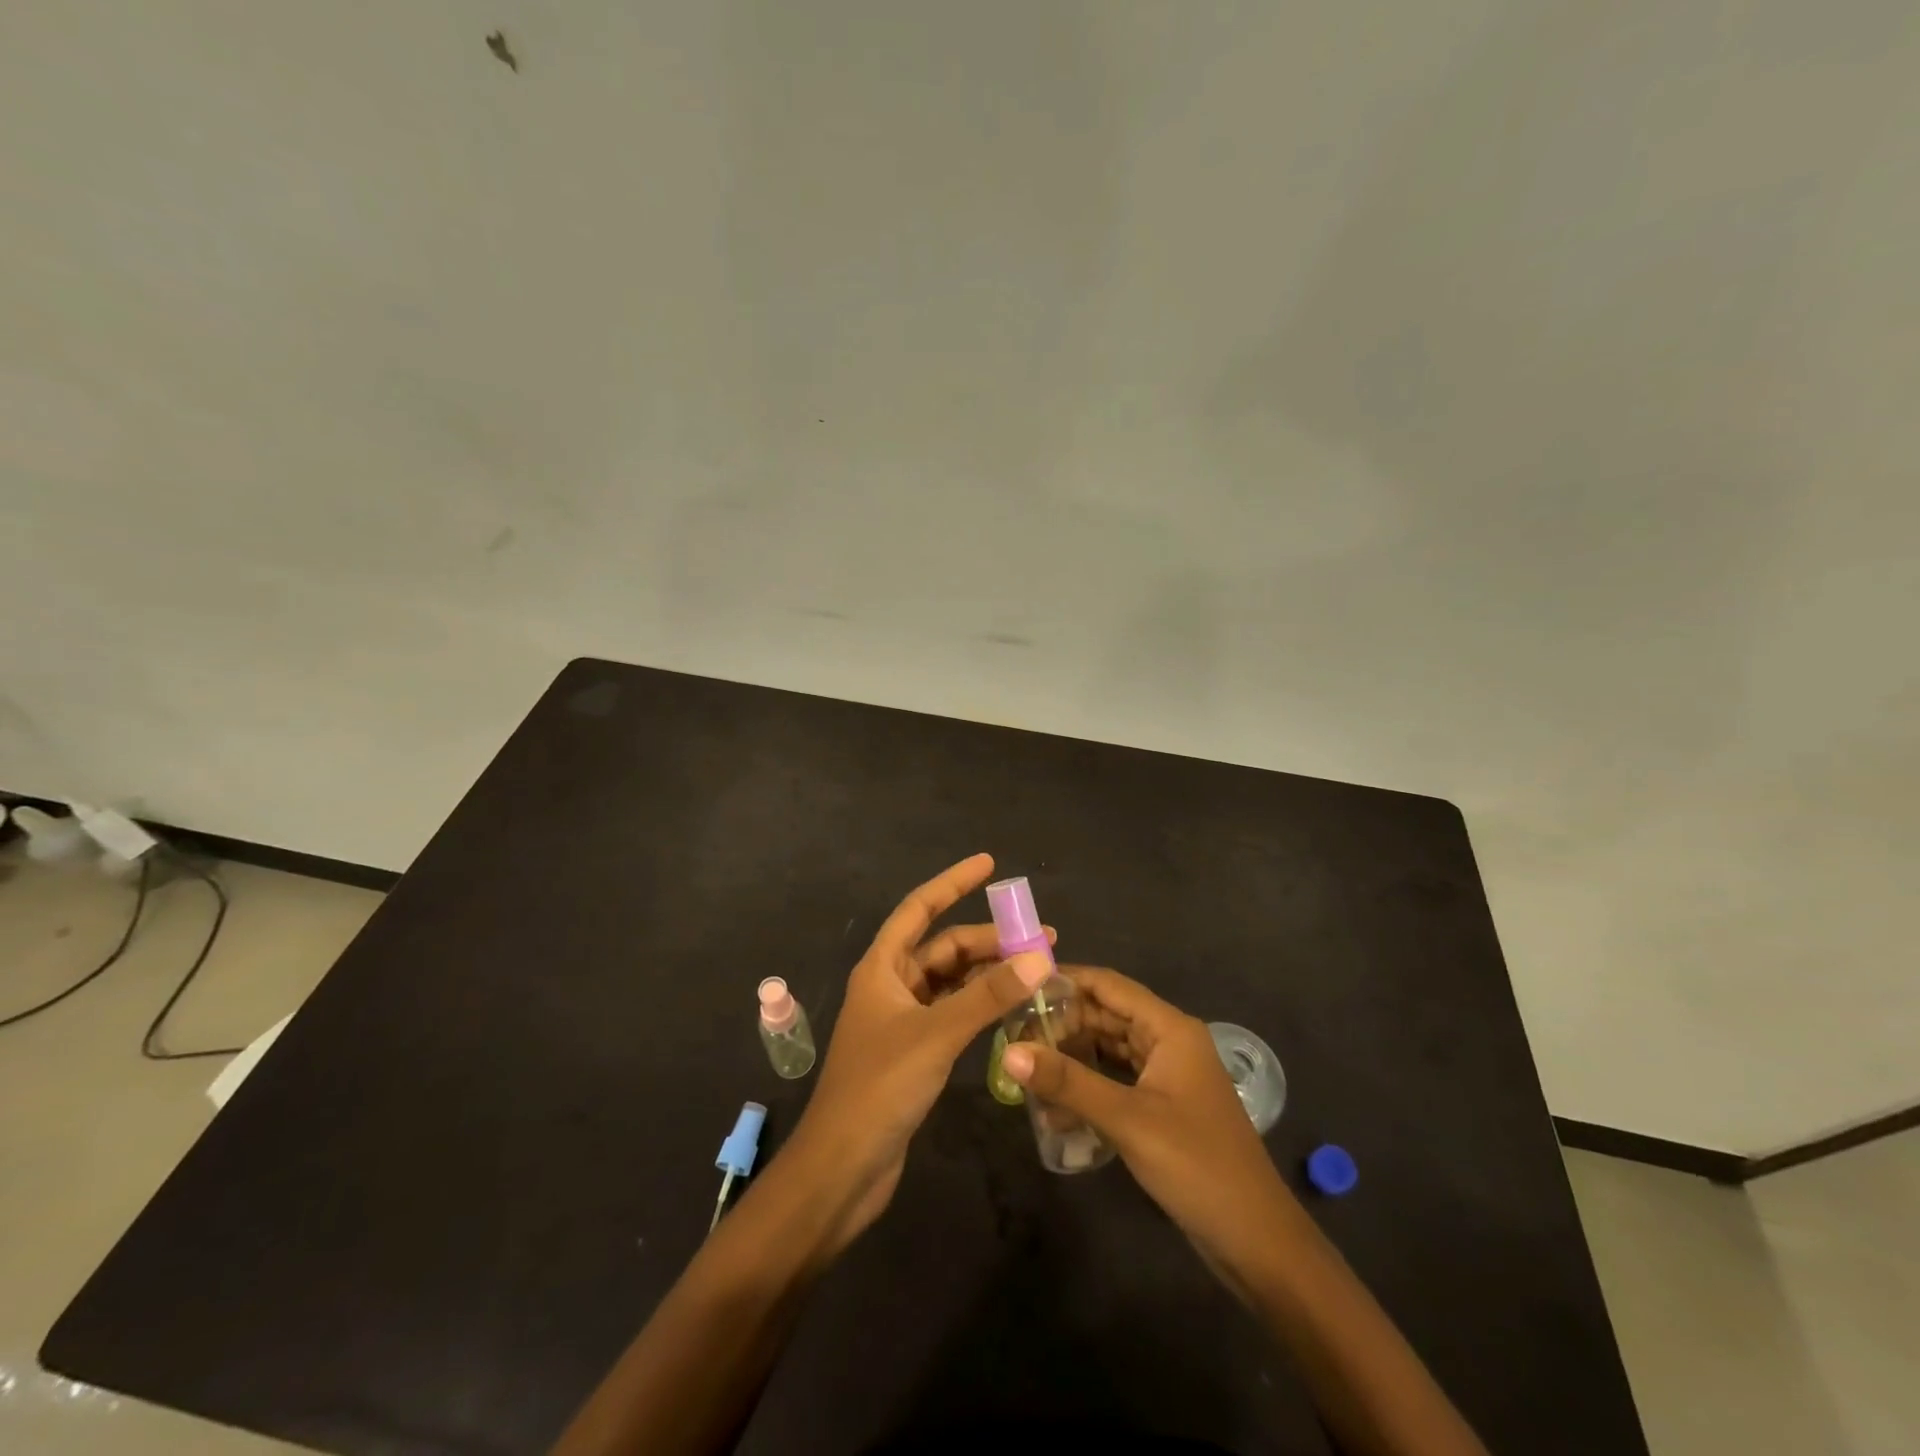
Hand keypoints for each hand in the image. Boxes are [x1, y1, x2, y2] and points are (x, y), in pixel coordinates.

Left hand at [783, 853, 1053, 1253]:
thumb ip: (988, 996)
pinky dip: (981, 1005)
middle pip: (944, 947)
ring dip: (989, 973)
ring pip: (951, 981)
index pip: (920, 908)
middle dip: (989, 939)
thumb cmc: (879, 1088)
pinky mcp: (914, 1052)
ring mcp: (902, 1020)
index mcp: (882, 967)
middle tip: (1041, 940)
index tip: (989, 864)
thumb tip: (1039, 956)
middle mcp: (890, 985)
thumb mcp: (936, 1034)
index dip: (952, 882)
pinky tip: (1012, 1008)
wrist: (842, 1169)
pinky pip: (953, 1012)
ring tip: (1036, 970)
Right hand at [1001, 966, 1292, 1287]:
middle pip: (1107, 1014)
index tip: (1019, 985)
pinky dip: (1089, 1084)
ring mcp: (1168, 1074)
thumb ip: (1068, 1083)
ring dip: (1073, 1054)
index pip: (1109, 985)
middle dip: (1062, 1022)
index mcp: (1170, 1029)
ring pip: (1110, 1047)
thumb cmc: (1197, 1166)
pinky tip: (1056, 1101)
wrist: (1257, 1241)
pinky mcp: (1163, 1105)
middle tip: (1013, 1034)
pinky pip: (1118, 1079)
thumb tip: (1009, 1052)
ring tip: (1027, 1062)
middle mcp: (1170, 1041)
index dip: (1065, 980)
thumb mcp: (1127, 1120)